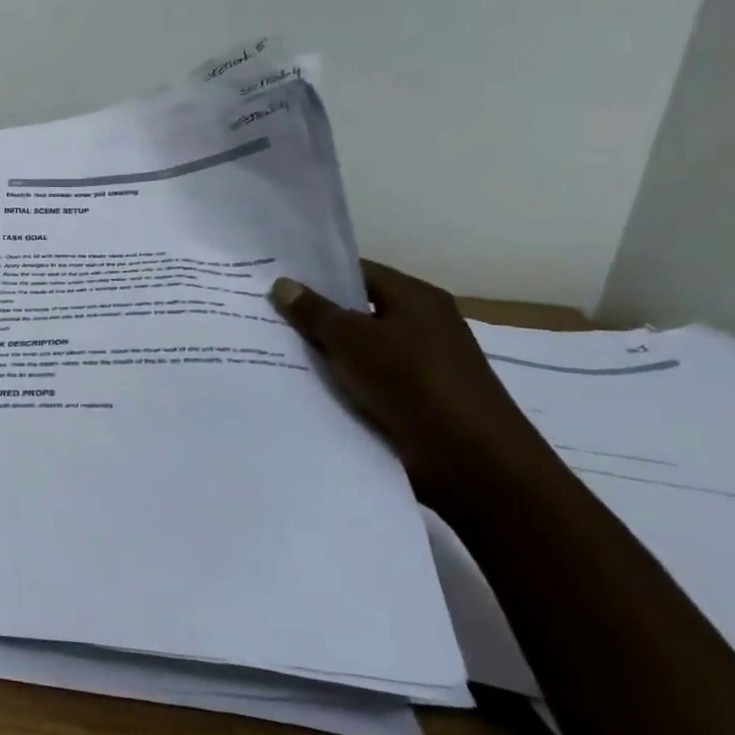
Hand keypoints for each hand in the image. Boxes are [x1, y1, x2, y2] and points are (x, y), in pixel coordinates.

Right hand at [270, 261, 543, 505]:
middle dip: (313, 316)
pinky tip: (300, 386)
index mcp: (415, 297)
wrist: (472, 462)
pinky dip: (338, 382)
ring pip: (357, 349)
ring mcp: (419, 364)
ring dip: (323, 353)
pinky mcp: (413, 399)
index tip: (272, 282)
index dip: (315, 275)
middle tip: (262, 315)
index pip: (357, 272)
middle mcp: (420, 324)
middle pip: (355, 311)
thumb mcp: (353, 339)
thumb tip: (282, 284)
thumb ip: (315, 312)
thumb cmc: (413, 382)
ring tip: (270, 350)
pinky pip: (365, 380)